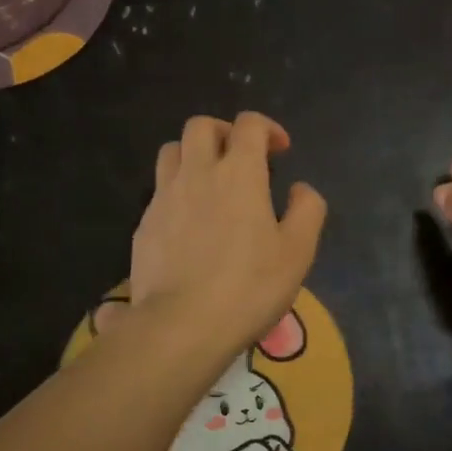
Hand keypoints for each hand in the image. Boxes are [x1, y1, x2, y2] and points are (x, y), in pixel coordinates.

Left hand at [132, 113, 326, 355]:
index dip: (268, 128)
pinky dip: (178, 191)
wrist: (182, 325)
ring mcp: (164, 198)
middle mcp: (197, 173)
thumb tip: (300, 189)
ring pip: (172, 151)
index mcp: (239, 173)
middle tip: (242, 158)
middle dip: (225, 132)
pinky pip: (159, 190)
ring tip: (211, 182)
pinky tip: (191, 223)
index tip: (280, 151)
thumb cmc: (250, 287)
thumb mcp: (298, 251)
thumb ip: (307, 210)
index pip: (249, 124)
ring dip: (194, 155)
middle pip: (201, 126)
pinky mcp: (144, 225)